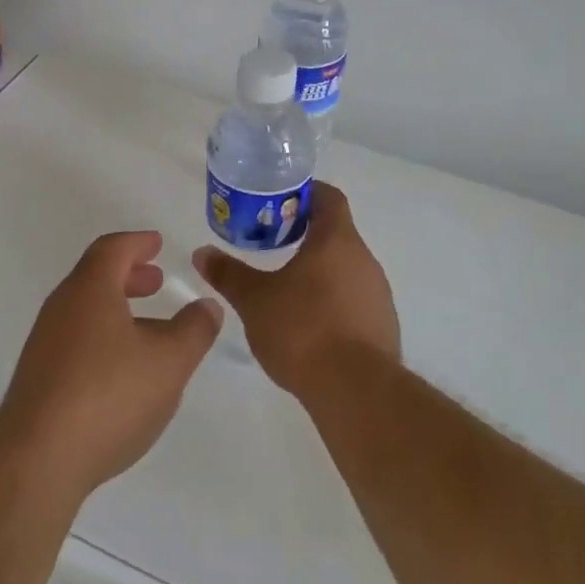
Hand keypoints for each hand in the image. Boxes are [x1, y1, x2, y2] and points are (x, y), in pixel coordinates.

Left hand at [0, 230, 223, 499]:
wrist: (38, 459)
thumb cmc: (109, 395)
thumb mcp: (170, 361)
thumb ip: (194, 329)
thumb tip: (207, 305)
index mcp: (90, 290)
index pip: (112, 249)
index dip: (138, 243)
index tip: (157, 244)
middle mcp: (61, 309)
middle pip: (95, 278)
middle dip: (128, 276)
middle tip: (156, 281)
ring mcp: (45, 345)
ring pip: (85, 312)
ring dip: (117, 310)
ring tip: (149, 329)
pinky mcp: (39, 380)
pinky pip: (77, 342)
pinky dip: (104, 338)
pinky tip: (124, 371)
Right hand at [192, 180, 398, 396]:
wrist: (356, 390)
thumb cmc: (303, 329)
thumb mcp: (255, 300)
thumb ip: (229, 274)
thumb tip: (202, 253)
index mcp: (337, 240)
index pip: (329, 197)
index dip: (305, 193)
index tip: (278, 202)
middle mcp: (364, 259)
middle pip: (336, 233)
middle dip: (304, 234)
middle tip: (271, 244)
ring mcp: (378, 294)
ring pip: (345, 268)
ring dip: (318, 270)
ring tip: (285, 287)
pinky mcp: (382, 325)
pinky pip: (354, 300)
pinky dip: (332, 301)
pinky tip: (308, 324)